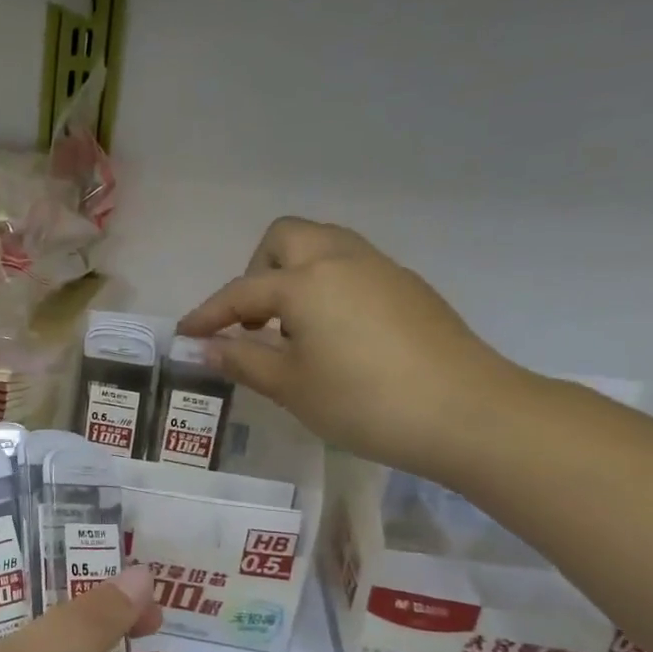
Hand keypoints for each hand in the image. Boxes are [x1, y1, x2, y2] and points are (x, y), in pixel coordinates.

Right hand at [178, 218, 522, 478]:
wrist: (468, 413)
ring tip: (290, 327)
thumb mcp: (290, 387)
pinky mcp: (409, 288)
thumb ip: (241, 361)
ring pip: (324, 246)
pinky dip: (328, 287)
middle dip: (256, 271)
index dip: (208, 314)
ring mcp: (381, 269)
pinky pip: (353, 268)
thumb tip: (203, 348)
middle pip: (285, 238)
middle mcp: (341, 260)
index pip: (240, 292)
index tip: (185, 335)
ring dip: (294, 275)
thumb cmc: (364, 401)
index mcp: (306, 281)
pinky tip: (334, 335)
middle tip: (253, 319)